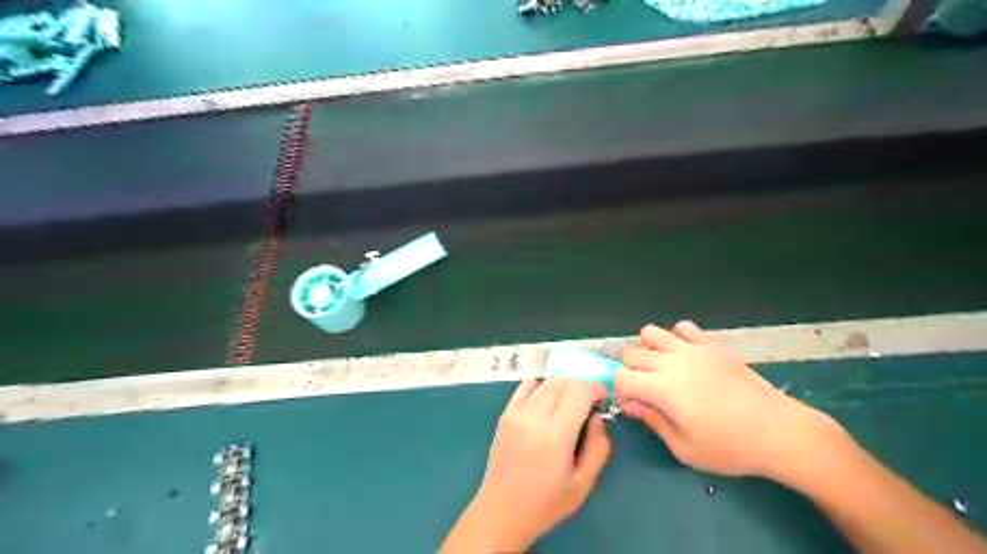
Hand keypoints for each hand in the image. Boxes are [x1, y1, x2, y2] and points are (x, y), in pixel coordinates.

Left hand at [441, 378, 610, 550]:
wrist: (501, 512)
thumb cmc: (545, 503)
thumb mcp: (583, 483)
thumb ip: (598, 447)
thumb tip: (597, 417)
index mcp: (555, 435)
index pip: (579, 392)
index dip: (596, 388)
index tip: (604, 398)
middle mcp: (534, 416)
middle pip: (564, 382)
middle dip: (582, 386)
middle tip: (590, 402)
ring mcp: (516, 412)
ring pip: (546, 381)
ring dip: (564, 384)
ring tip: (572, 402)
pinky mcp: (505, 414)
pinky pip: (526, 386)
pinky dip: (542, 385)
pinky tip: (549, 399)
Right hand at [615, 321, 838, 479]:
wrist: (779, 432)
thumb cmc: (730, 448)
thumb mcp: (684, 448)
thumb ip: (652, 421)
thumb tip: (632, 404)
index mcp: (663, 389)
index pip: (621, 377)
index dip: (620, 392)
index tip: (635, 407)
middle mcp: (672, 362)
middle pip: (631, 353)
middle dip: (630, 372)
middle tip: (648, 391)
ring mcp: (693, 349)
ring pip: (650, 333)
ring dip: (648, 350)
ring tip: (662, 370)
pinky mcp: (712, 344)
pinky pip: (683, 327)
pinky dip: (677, 339)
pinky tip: (687, 358)